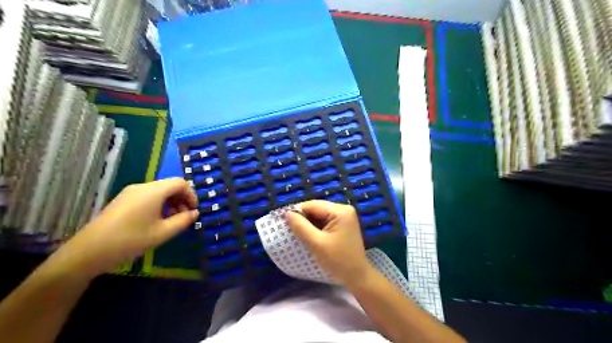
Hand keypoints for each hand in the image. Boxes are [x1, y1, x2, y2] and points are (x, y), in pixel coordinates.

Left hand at [54, 178, 197, 277]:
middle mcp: (142, 187)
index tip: (194, 211)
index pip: (180, 183)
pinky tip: (156, 220)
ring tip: (172, 221)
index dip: (191, 194)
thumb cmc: (130, 240)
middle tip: (184, 217)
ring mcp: (131, 193)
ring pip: (159, 191)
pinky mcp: (123, 200)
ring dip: (171, 202)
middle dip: (182, 199)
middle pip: (170, 185)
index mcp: (153, 191)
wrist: (88, 252)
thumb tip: (195, 213)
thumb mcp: (162, 233)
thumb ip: (183, 221)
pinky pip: (148, 196)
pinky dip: (159, 204)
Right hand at [285, 200, 369, 284]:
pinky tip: (309, 234)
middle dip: (303, 217)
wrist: (357, 276)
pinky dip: (316, 226)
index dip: (297, 211)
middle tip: (290, 228)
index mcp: (340, 211)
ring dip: (309, 222)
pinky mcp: (343, 223)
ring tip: (298, 232)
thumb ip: (301, 227)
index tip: (284, 221)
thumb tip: (287, 213)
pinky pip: (325, 220)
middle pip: (317, 208)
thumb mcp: (316, 243)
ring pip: (320, 214)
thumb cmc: (338, 260)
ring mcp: (345, 216)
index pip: (313, 205)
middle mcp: (344, 209)